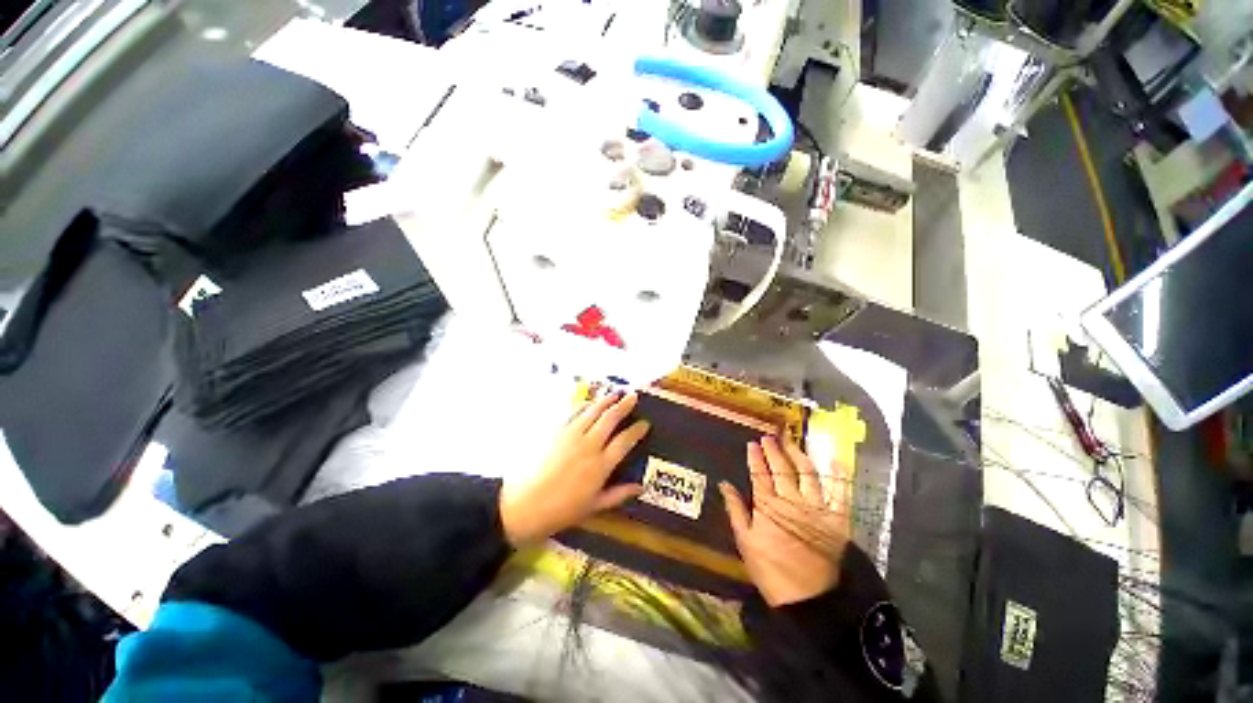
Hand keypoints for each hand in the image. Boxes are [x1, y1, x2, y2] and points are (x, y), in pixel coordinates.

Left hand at [500, 392, 649, 545]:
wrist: (522, 505)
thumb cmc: (561, 510)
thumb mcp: (593, 507)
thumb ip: (619, 494)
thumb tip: (641, 487)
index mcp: (601, 465)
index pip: (625, 441)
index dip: (637, 430)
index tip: (644, 423)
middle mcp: (589, 445)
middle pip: (610, 419)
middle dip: (624, 405)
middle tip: (633, 397)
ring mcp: (571, 435)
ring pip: (593, 411)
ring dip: (606, 400)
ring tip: (615, 393)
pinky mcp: (555, 431)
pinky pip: (573, 412)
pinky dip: (584, 405)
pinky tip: (589, 403)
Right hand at [720, 436, 850, 606]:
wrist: (807, 599)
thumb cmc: (770, 570)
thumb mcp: (745, 541)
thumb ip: (735, 509)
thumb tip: (724, 484)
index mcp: (768, 505)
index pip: (759, 473)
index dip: (755, 457)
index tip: (751, 444)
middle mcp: (792, 499)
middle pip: (781, 468)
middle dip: (773, 450)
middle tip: (769, 437)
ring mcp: (816, 507)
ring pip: (807, 473)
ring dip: (798, 455)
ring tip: (791, 442)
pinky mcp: (837, 519)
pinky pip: (840, 493)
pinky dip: (838, 476)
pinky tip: (834, 461)